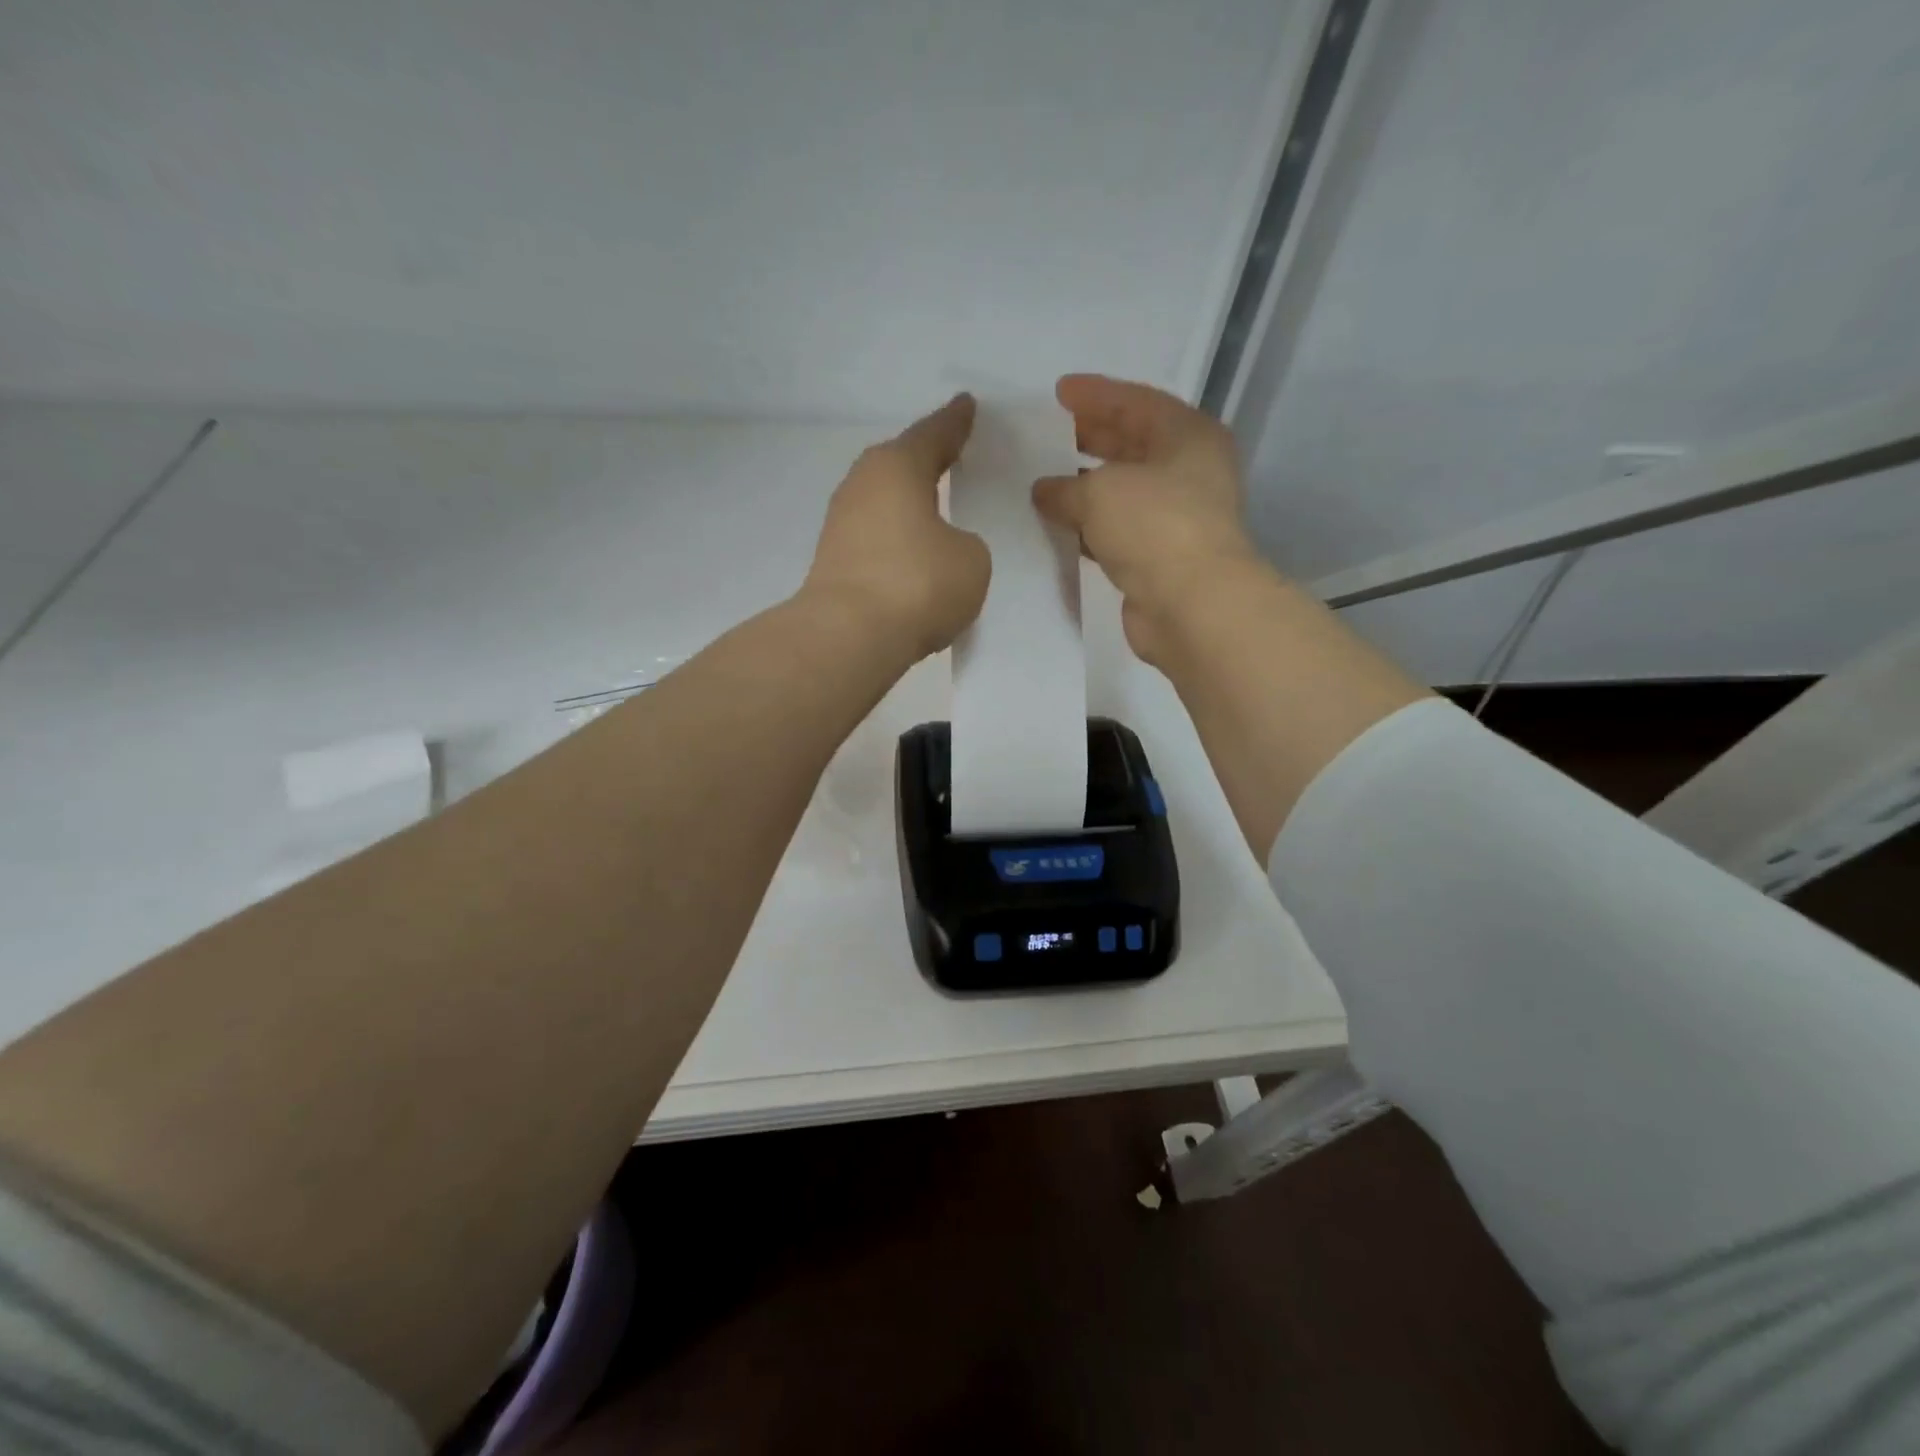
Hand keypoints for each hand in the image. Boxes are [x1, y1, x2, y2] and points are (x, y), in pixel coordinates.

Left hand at [802, 393, 990, 661]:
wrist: (849, 636)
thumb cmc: (918, 583)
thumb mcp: (970, 559)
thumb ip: (964, 543)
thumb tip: (941, 549)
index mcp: (898, 466)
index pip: (934, 434)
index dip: (955, 422)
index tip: (966, 405)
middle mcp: (863, 484)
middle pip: (901, 463)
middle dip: (926, 460)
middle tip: (952, 455)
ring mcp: (841, 523)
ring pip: (884, 501)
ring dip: (907, 503)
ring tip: (934, 506)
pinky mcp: (833, 560)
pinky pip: (875, 536)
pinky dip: (895, 537)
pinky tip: (911, 551)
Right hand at [1033, 374, 1263, 665]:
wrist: (1191, 605)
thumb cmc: (1154, 526)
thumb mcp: (1100, 491)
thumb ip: (1065, 486)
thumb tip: (1044, 490)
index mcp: (1189, 436)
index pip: (1137, 402)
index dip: (1095, 395)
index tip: (1058, 393)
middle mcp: (1190, 472)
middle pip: (1134, 445)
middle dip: (1091, 438)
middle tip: (1050, 434)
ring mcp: (1178, 518)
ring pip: (1125, 491)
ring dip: (1087, 487)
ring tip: (1045, 481)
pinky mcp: (1161, 558)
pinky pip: (1119, 530)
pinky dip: (1090, 526)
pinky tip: (1059, 526)